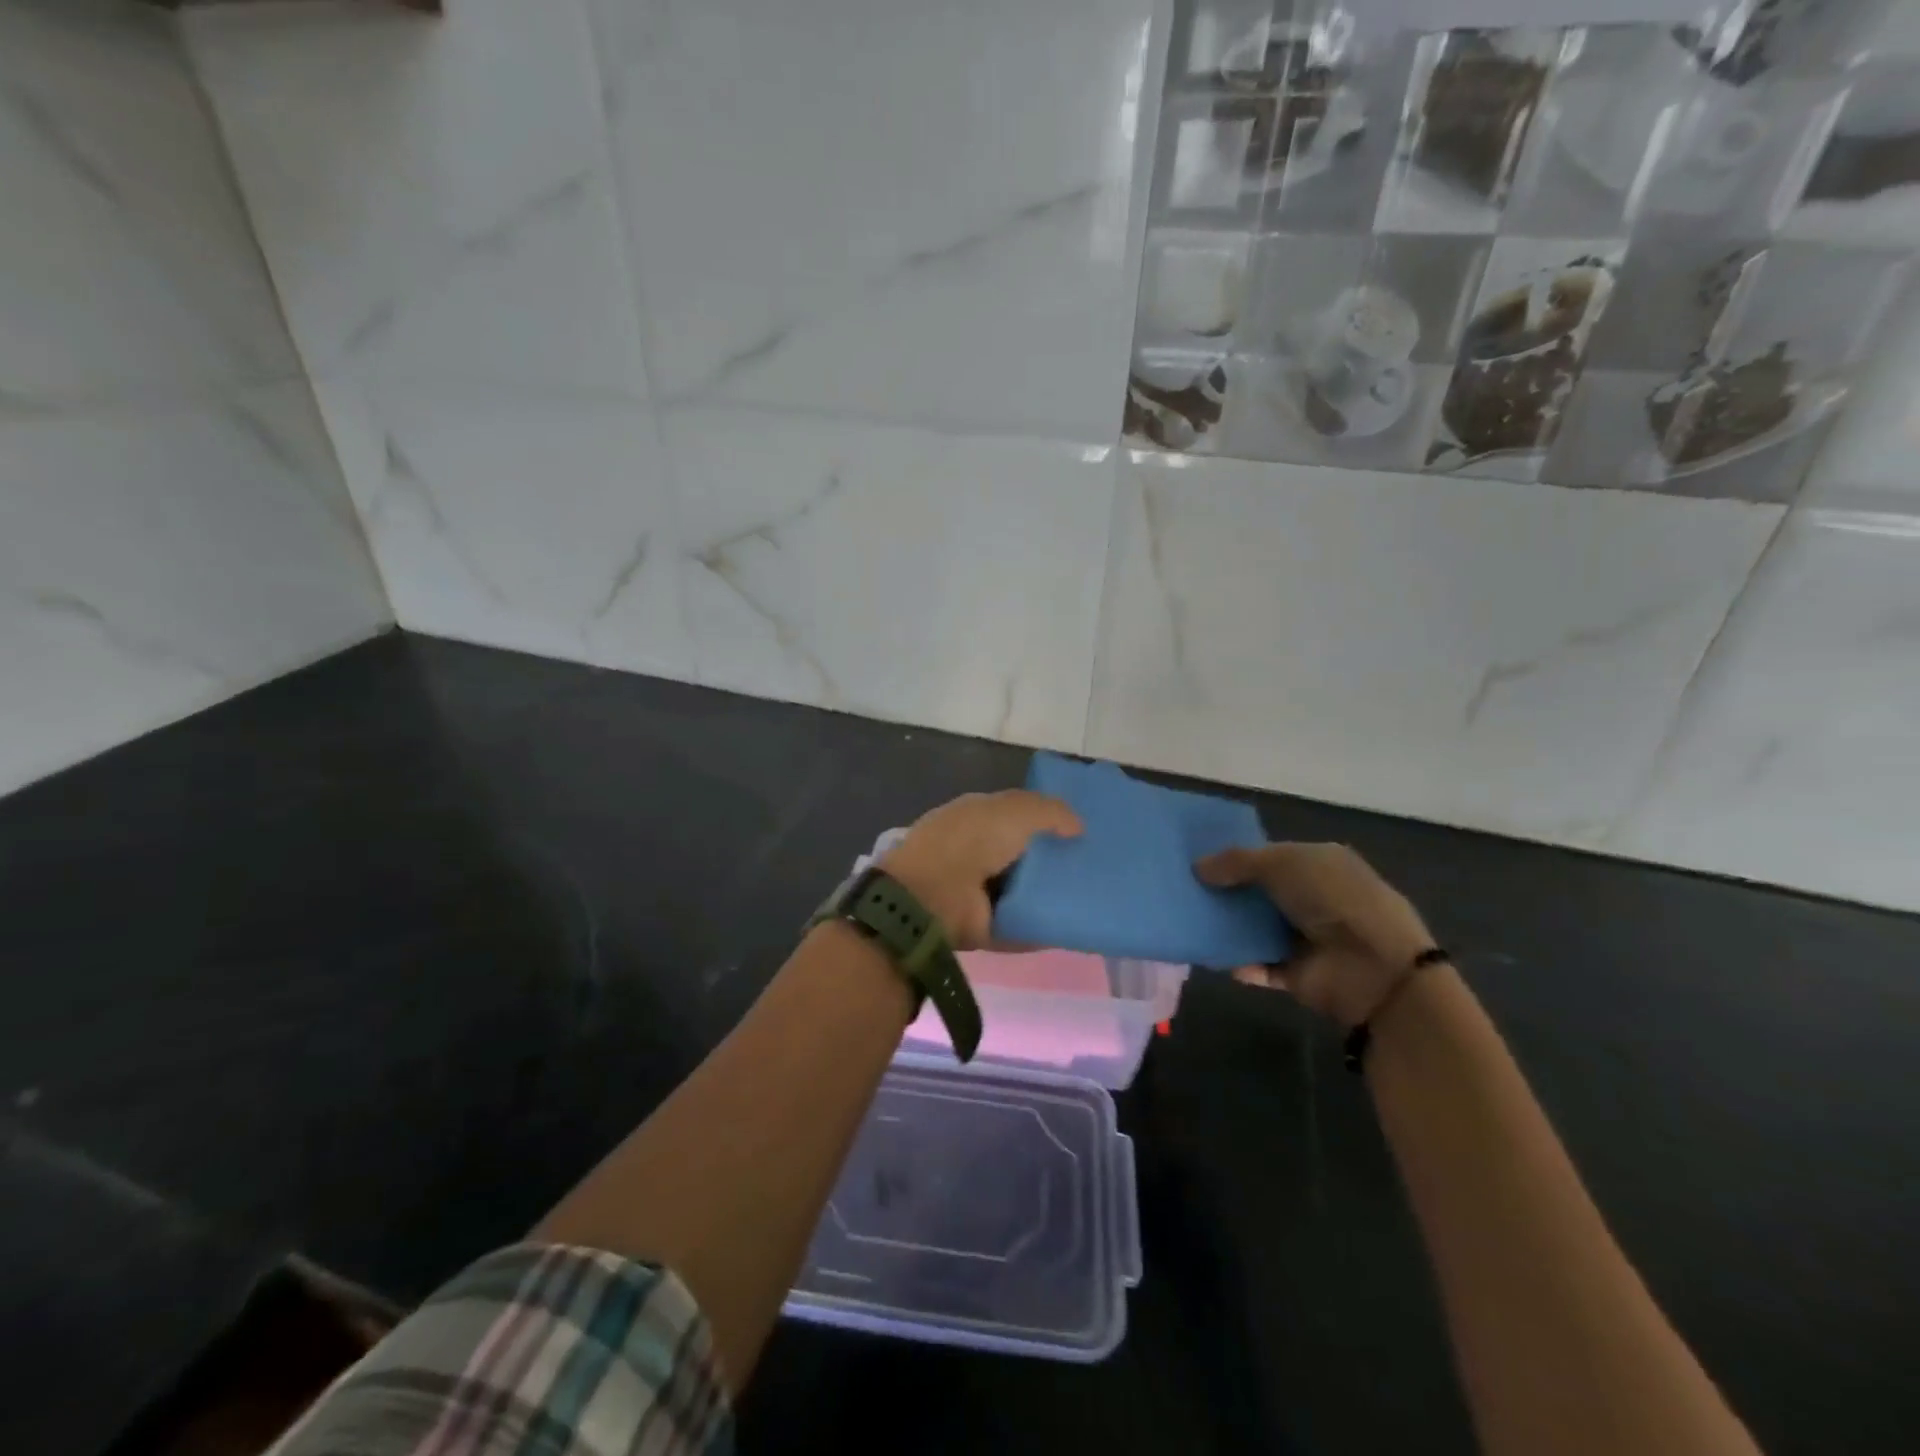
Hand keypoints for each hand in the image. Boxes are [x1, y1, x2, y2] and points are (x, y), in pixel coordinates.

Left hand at [882, 790, 1081, 950]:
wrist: (933, 896)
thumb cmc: (971, 841)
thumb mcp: (1015, 810)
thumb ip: (1050, 811)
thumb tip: (1078, 827)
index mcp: (977, 817)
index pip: (1016, 816)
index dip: (1046, 821)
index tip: (1081, 830)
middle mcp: (976, 852)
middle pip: (1023, 856)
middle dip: (1053, 860)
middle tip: (1094, 867)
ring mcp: (978, 893)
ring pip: (1024, 892)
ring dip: (1050, 897)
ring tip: (1091, 898)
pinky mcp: (984, 929)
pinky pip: (1021, 928)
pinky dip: (1043, 930)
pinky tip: (1074, 927)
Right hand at [1196, 842, 1434, 1028]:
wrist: (1376, 967)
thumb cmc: (1333, 899)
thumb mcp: (1282, 863)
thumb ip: (1237, 862)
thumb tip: (1198, 866)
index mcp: (1320, 863)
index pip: (1272, 855)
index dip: (1238, 857)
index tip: (1198, 859)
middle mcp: (1315, 898)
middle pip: (1261, 892)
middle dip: (1227, 892)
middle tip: (1185, 890)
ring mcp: (1308, 937)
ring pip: (1257, 928)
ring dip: (1229, 927)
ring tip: (1189, 921)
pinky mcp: (1299, 974)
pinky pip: (1260, 966)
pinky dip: (1239, 963)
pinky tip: (1212, 955)